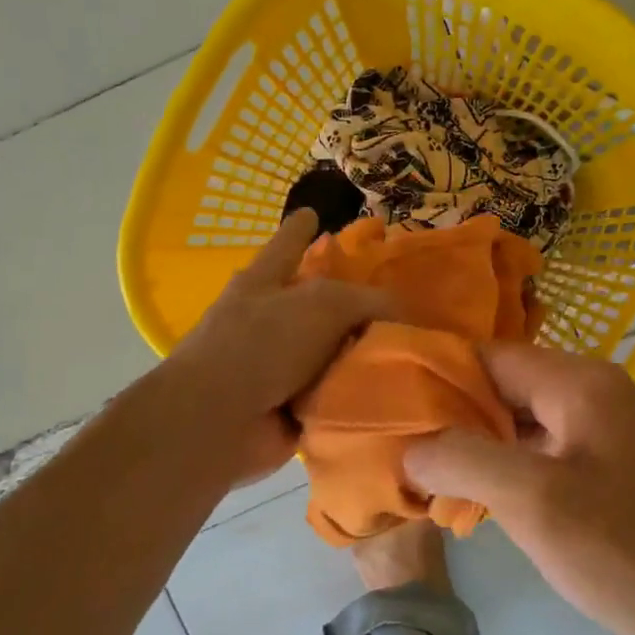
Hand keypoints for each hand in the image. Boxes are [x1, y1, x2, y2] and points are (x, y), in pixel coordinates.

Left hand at [164, 211, 391, 485]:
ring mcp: (279, 367)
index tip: (312, 212)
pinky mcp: (292, 409)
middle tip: (401, 304)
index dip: (300, 227)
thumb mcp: (324, 304)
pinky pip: (337, 396)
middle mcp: (270, 322)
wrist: (218, 422)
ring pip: (333, 353)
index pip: (287, 244)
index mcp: (265, 283)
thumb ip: (369, 301)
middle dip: (352, 303)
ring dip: (364, 356)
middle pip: (318, 304)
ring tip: (416, 352)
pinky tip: (400, 394)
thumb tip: (406, 313)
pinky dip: (360, 397)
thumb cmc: (263, 344)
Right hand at [404, 342, 634, 634]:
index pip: (488, 355)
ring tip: (423, 477)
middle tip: (397, 449)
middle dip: (452, 416)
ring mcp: (607, 436)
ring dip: (478, 448)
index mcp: (579, 382)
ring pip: (524, 426)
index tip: (386, 406)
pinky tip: (477, 502)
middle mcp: (594, 395)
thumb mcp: (535, 501)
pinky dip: (510, 472)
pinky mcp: (614, 475)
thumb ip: (464, 460)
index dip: (436, 376)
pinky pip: (547, 457)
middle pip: (505, 388)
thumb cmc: (631, 551)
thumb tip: (411, 447)